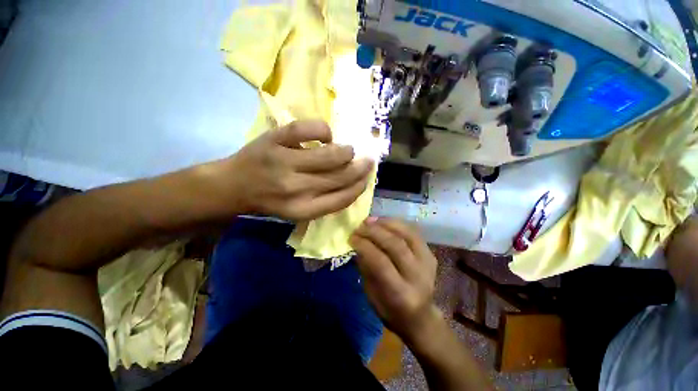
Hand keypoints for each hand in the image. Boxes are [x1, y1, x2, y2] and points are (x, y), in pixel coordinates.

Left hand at [204, 120, 372, 220]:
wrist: (233, 185)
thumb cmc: (270, 200)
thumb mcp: (299, 210)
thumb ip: (326, 200)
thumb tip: (353, 182)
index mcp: (303, 209)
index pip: (343, 198)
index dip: (361, 186)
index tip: (367, 177)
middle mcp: (296, 189)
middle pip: (341, 176)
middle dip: (361, 167)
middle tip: (367, 160)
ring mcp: (284, 162)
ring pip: (331, 154)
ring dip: (346, 151)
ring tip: (348, 150)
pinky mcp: (274, 139)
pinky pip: (308, 129)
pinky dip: (323, 130)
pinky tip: (326, 136)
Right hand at [350, 217, 439, 342]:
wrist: (420, 317)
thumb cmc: (391, 311)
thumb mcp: (372, 295)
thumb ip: (366, 268)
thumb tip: (358, 244)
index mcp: (401, 294)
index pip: (381, 262)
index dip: (364, 246)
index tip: (352, 237)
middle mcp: (417, 277)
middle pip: (395, 245)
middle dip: (374, 232)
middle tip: (360, 226)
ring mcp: (428, 264)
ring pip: (407, 234)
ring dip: (386, 224)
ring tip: (371, 220)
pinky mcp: (431, 255)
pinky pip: (414, 233)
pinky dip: (397, 224)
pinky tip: (385, 221)